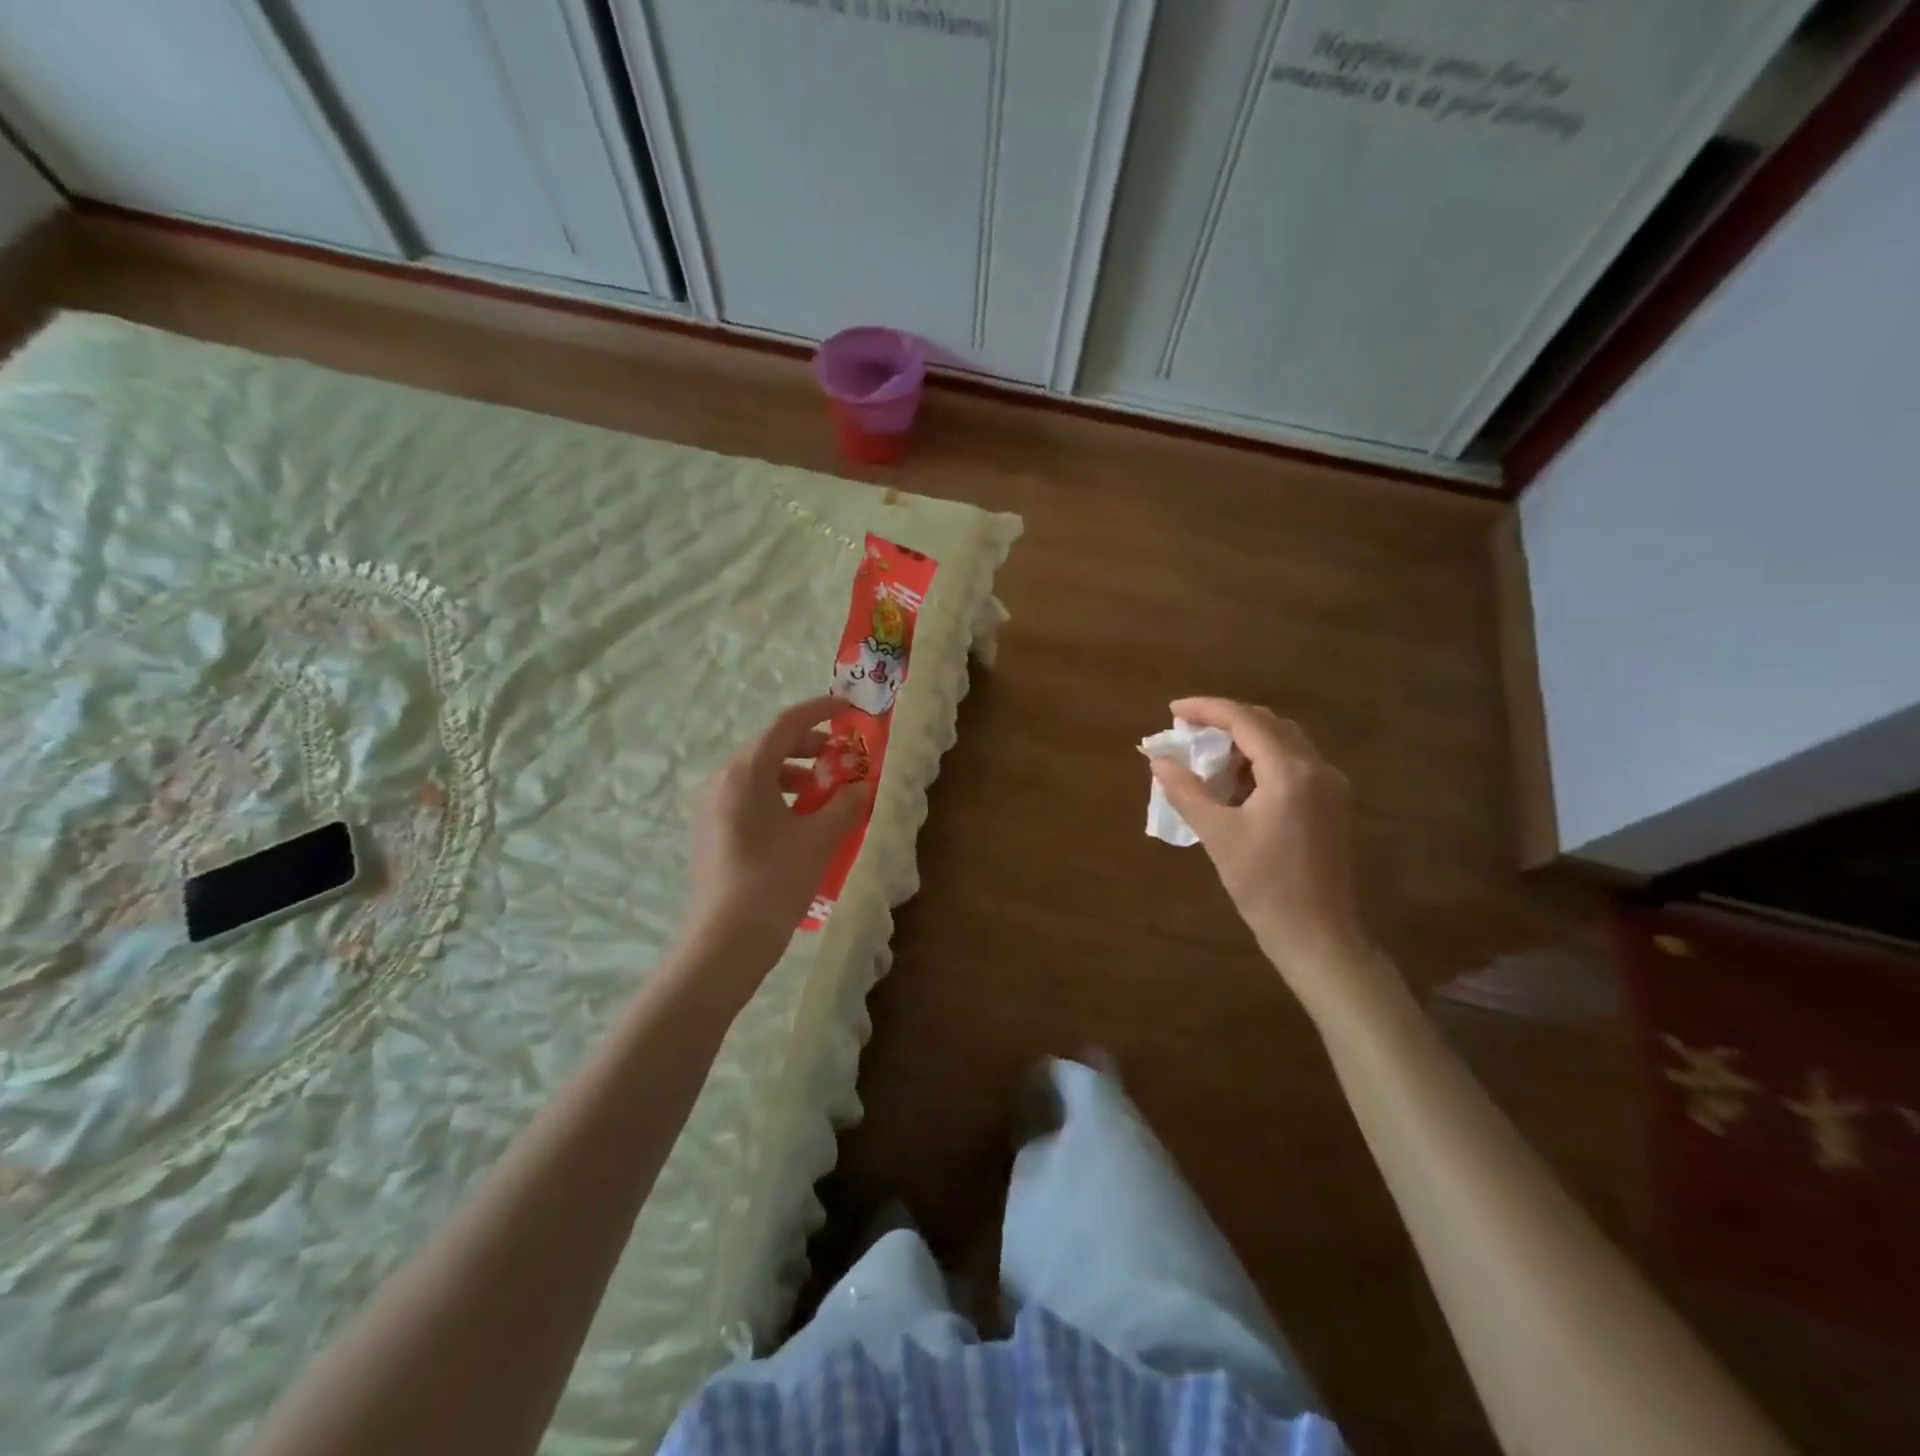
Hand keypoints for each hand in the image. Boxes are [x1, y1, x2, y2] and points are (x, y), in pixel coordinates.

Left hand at [686, 696, 869, 961]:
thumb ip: (846, 805)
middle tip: (842, 757)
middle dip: (810, 746)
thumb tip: (864, 787)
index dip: (819, 711)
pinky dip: (778, 795)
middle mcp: (722, 780)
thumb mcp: (819, 839)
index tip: (847, 708)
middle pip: (769, 747)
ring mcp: (711, 807)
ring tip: (826, 793)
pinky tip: (801, 820)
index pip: (785, 725)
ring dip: (795, 774)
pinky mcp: (711, 831)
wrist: (724, 942)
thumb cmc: (774, 880)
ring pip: (758, 774)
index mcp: (745, 772)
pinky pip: (748, 797)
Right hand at [1150, 697, 1372, 1004]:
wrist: (1318, 935)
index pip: (1246, 720)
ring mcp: (1329, 786)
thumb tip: (1158, 759)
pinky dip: (1261, 762)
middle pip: (1268, 724)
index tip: (1173, 710)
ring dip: (1244, 741)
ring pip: (1283, 743)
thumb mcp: (1217, 835)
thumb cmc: (1264, 885)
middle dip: (1225, 721)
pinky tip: (1236, 782)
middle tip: (1187, 731)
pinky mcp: (1330, 805)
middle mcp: (1317, 768)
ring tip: (1206, 757)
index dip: (1207, 709)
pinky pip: (1293, 764)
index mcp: (1291, 772)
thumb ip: (1185, 791)